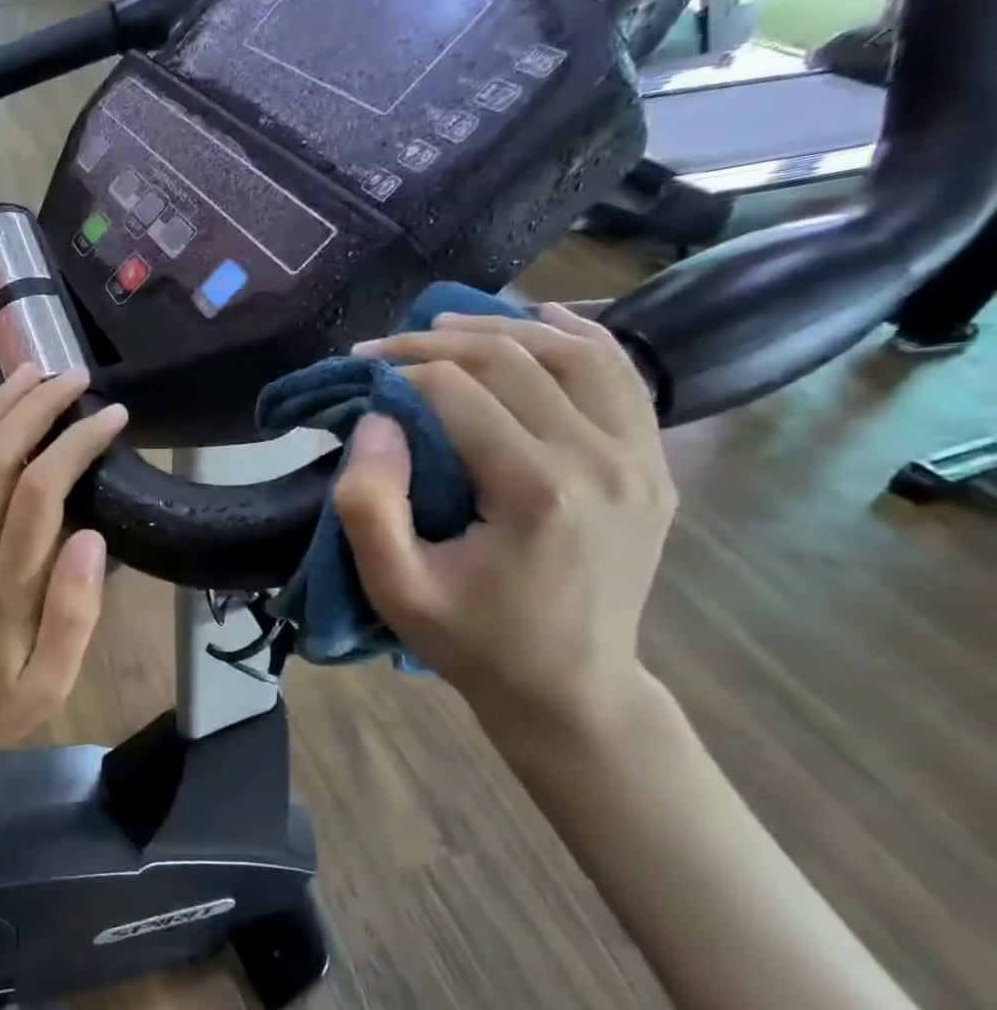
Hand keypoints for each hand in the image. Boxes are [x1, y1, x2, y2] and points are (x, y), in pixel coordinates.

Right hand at [333, 304, 677, 766]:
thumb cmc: (471, 640)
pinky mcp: (653, 466)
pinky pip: (621, 378)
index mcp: (536, 492)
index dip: (398, 371)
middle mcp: (600, 461)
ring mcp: (640, 460)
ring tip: (447, 324)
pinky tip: (543, 320)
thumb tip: (376, 420)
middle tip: (384, 346)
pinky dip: (580, 339)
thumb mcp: (395, 588)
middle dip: (437, 341)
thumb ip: (369, 505)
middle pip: (514, 360)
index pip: (457, 392)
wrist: (571, 689)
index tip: (356, 373)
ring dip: (504, 329)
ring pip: (574, 355)